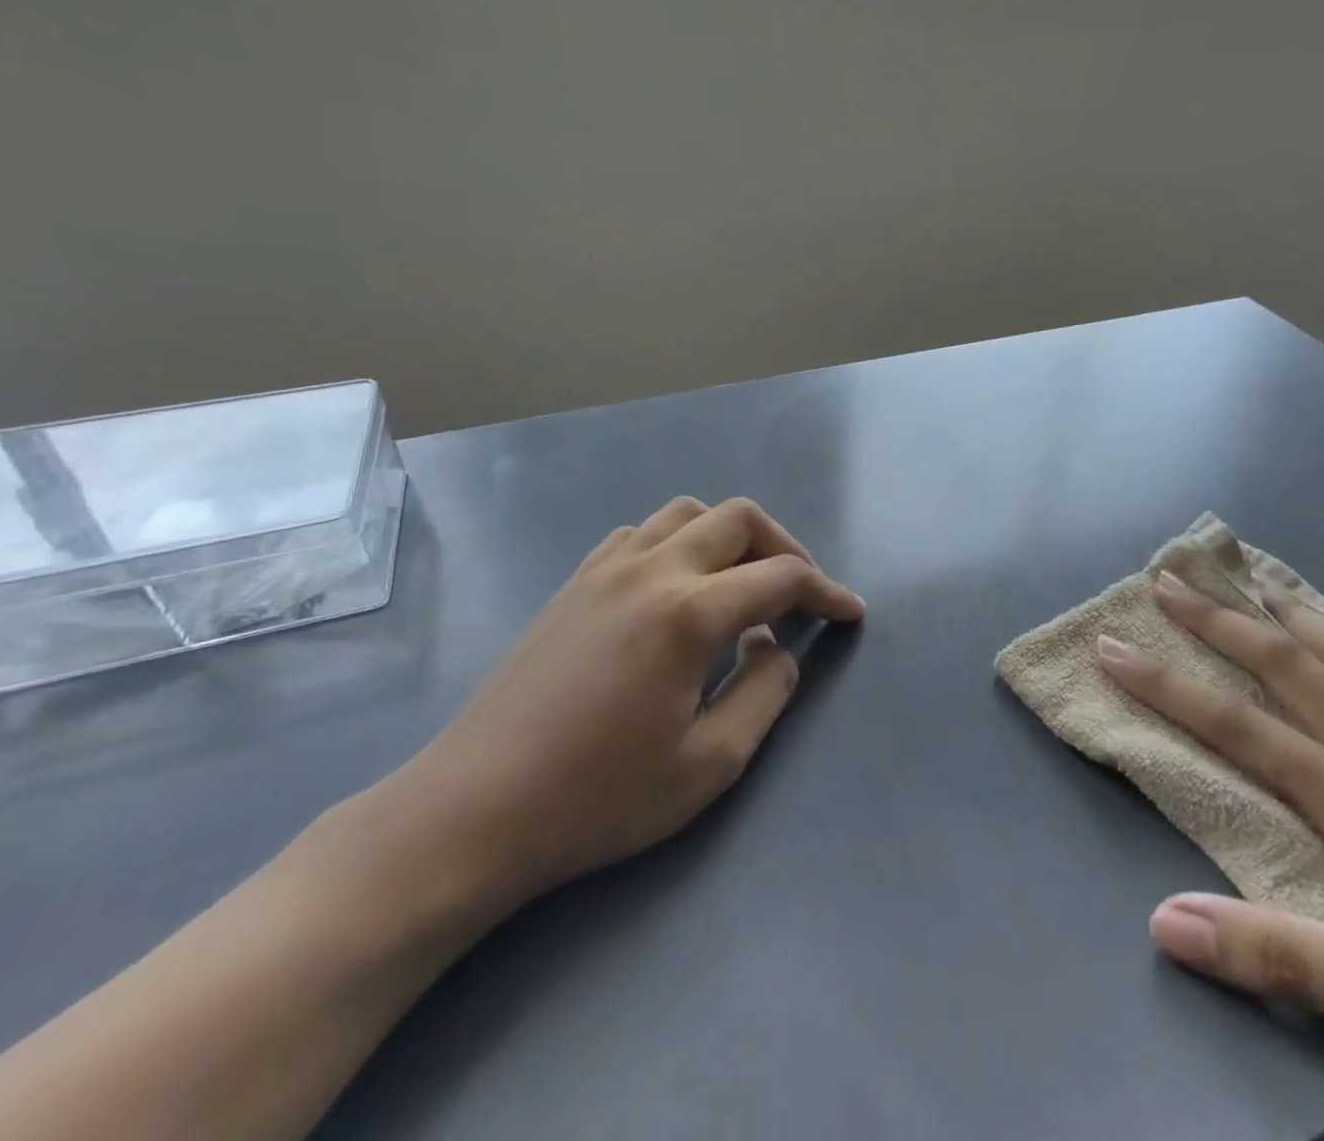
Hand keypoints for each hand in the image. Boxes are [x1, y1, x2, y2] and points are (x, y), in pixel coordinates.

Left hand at [390, 497, 863, 912]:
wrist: (473, 810)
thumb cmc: (598, 798)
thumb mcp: (709, 764)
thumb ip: (765, 692)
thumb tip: (777, 646)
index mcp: (689, 612)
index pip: (781, 577)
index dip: (826, 591)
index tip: (850, 613)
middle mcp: (652, 569)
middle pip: (739, 519)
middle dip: (784, 547)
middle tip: (800, 593)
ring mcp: (606, 569)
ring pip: (687, 513)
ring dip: (729, 537)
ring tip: (741, 584)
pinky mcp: (575, 582)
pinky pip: (641, 534)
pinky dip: (678, 544)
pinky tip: (676, 590)